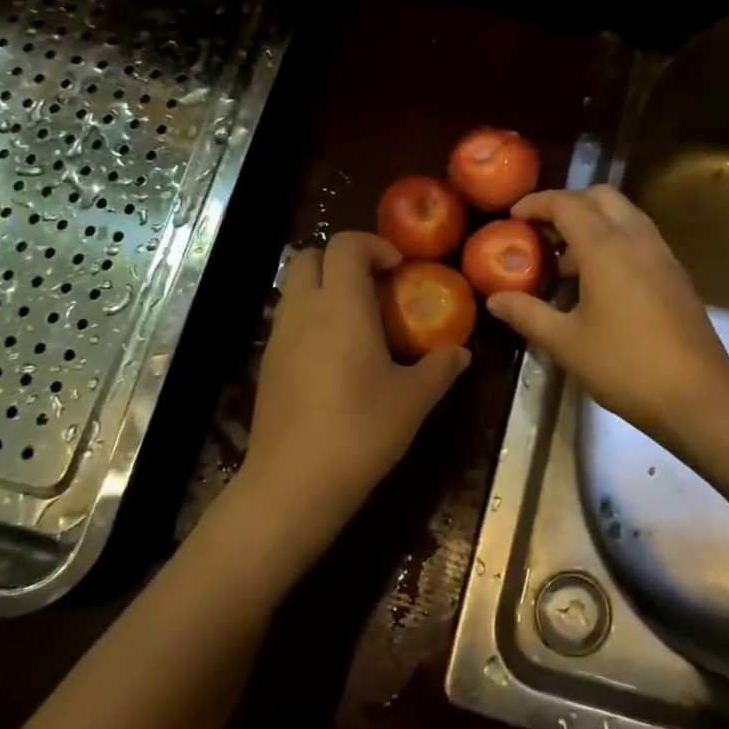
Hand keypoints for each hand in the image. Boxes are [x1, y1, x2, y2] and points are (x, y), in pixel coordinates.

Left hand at [232, 232, 470, 564]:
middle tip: (375, 287)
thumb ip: (440, 368)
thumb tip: (461, 353)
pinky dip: (311, 320)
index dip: (374, 245)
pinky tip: (336, 358)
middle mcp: (304, 310)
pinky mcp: (267, 364)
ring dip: (324, 290)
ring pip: (295, 288)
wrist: (294, 483)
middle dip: (342, 260)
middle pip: (310, 256)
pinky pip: (289, 321)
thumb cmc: (361, 430)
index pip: (346, 245)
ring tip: (359, 324)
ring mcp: (279, 337)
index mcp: (342, 305)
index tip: (399, 268)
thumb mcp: (413, 400)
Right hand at [484, 187, 728, 444]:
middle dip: (567, 205)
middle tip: (541, 233)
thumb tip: (494, 300)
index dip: (536, 203)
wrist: (697, 395)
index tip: (512, 217)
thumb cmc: (625, 365)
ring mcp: (662, 255)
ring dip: (592, 223)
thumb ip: (527, 314)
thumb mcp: (566, 342)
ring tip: (565, 261)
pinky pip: (639, 238)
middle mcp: (637, 239)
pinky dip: (613, 241)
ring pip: (624, 215)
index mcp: (606, 247)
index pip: (567, 203)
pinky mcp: (675, 274)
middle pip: (600, 196)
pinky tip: (598, 283)